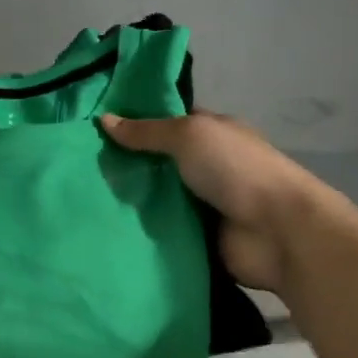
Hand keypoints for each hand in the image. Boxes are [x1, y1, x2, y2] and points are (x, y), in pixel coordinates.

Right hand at [100, 110, 320, 292]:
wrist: (278, 233)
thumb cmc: (236, 170)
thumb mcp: (188, 136)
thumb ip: (146, 131)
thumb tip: (104, 120)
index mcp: (211, 133)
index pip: (167, 121)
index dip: (135, 120)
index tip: (94, 123)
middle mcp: (206, 166)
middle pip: (157, 160)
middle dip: (125, 162)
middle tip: (79, 162)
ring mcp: (202, 203)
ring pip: (155, 196)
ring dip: (129, 198)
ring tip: (81, 195)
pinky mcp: (197, 237)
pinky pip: (161, 229)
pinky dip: (140, 229)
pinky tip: (105, 225)